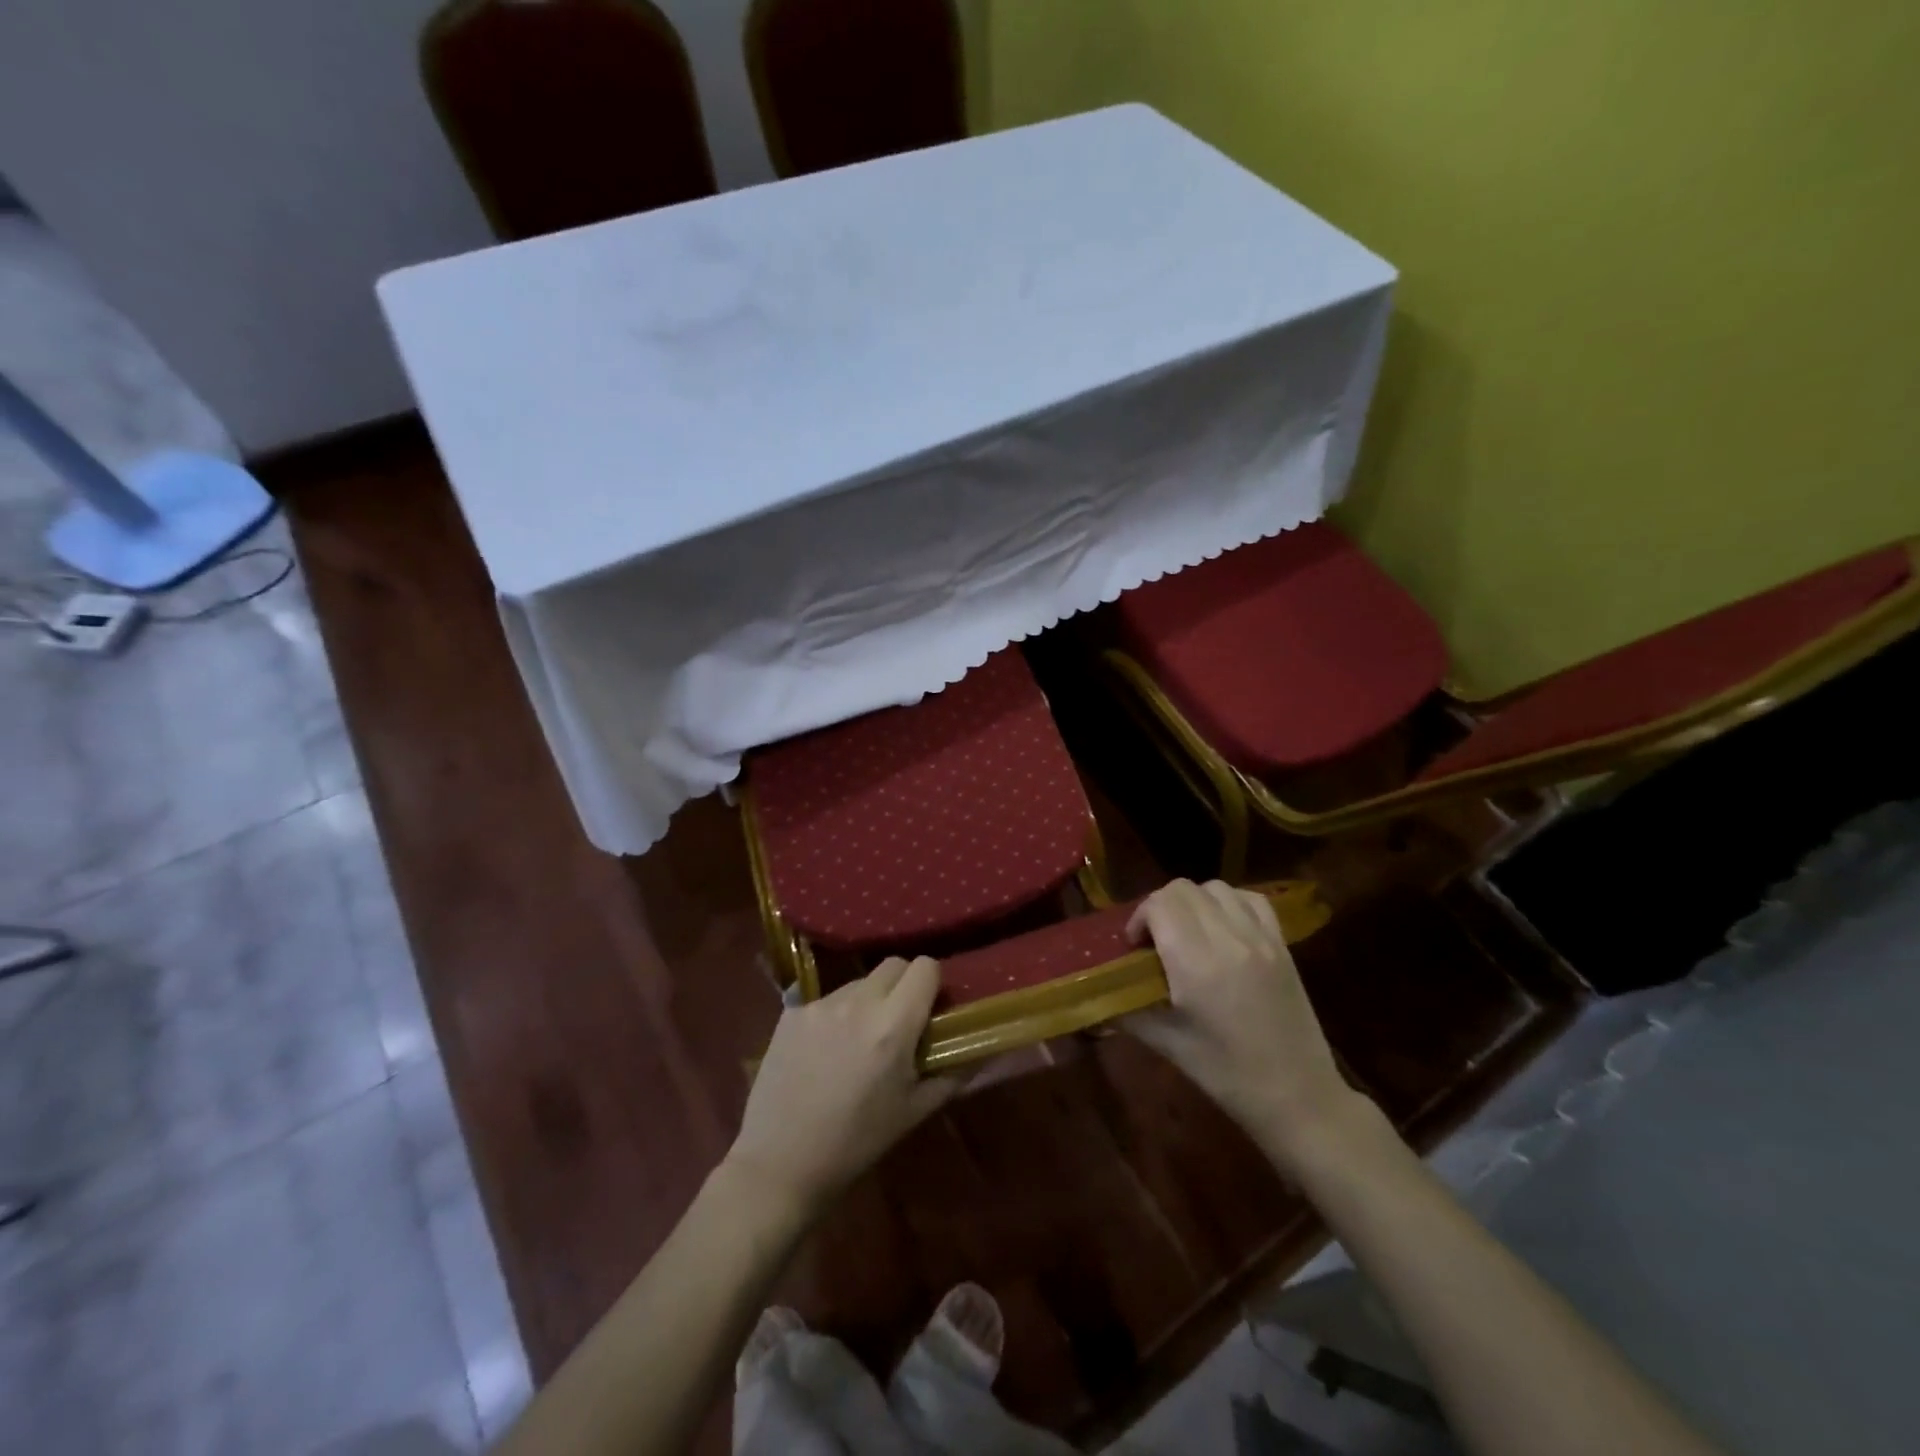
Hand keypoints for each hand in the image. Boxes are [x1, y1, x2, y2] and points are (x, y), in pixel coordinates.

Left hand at [728, 956, 960, 1217]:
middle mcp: (858, 1003)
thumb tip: (979, 1050)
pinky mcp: (791, 1012)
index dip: (932, 984)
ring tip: (858, 1042)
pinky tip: (824, 1052)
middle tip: (899, 1022)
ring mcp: (820, 1005)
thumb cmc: (856, 1144)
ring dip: (868, 1000)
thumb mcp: (913, 1112)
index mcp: (893, 1026)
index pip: (925, 967)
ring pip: (859, 981)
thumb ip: (951, 1074)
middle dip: (903, 985)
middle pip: (893, 965)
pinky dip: (835, 1015)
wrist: (780, 1165)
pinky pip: (826, 1000)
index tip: (930, 1009)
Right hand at [1124, 880, 1360, 1168]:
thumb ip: (1129, 1011)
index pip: (1159, 905)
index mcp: (1196, 964)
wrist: (1299, 1097)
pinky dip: (1229, 902)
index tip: (1135, 947)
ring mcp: (1261, 937)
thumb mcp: (1168, 1045)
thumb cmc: (1227, 1076)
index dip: (1139, 918)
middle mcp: (1229, 939)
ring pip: (1215, 888)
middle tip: (1155, 940)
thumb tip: (1099, 996)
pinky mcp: (1282, 944)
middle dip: (1160, 907)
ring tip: (1188, 933)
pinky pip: (1251, 899)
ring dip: (1193, 901)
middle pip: (1183, 889)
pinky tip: (1223, 928)